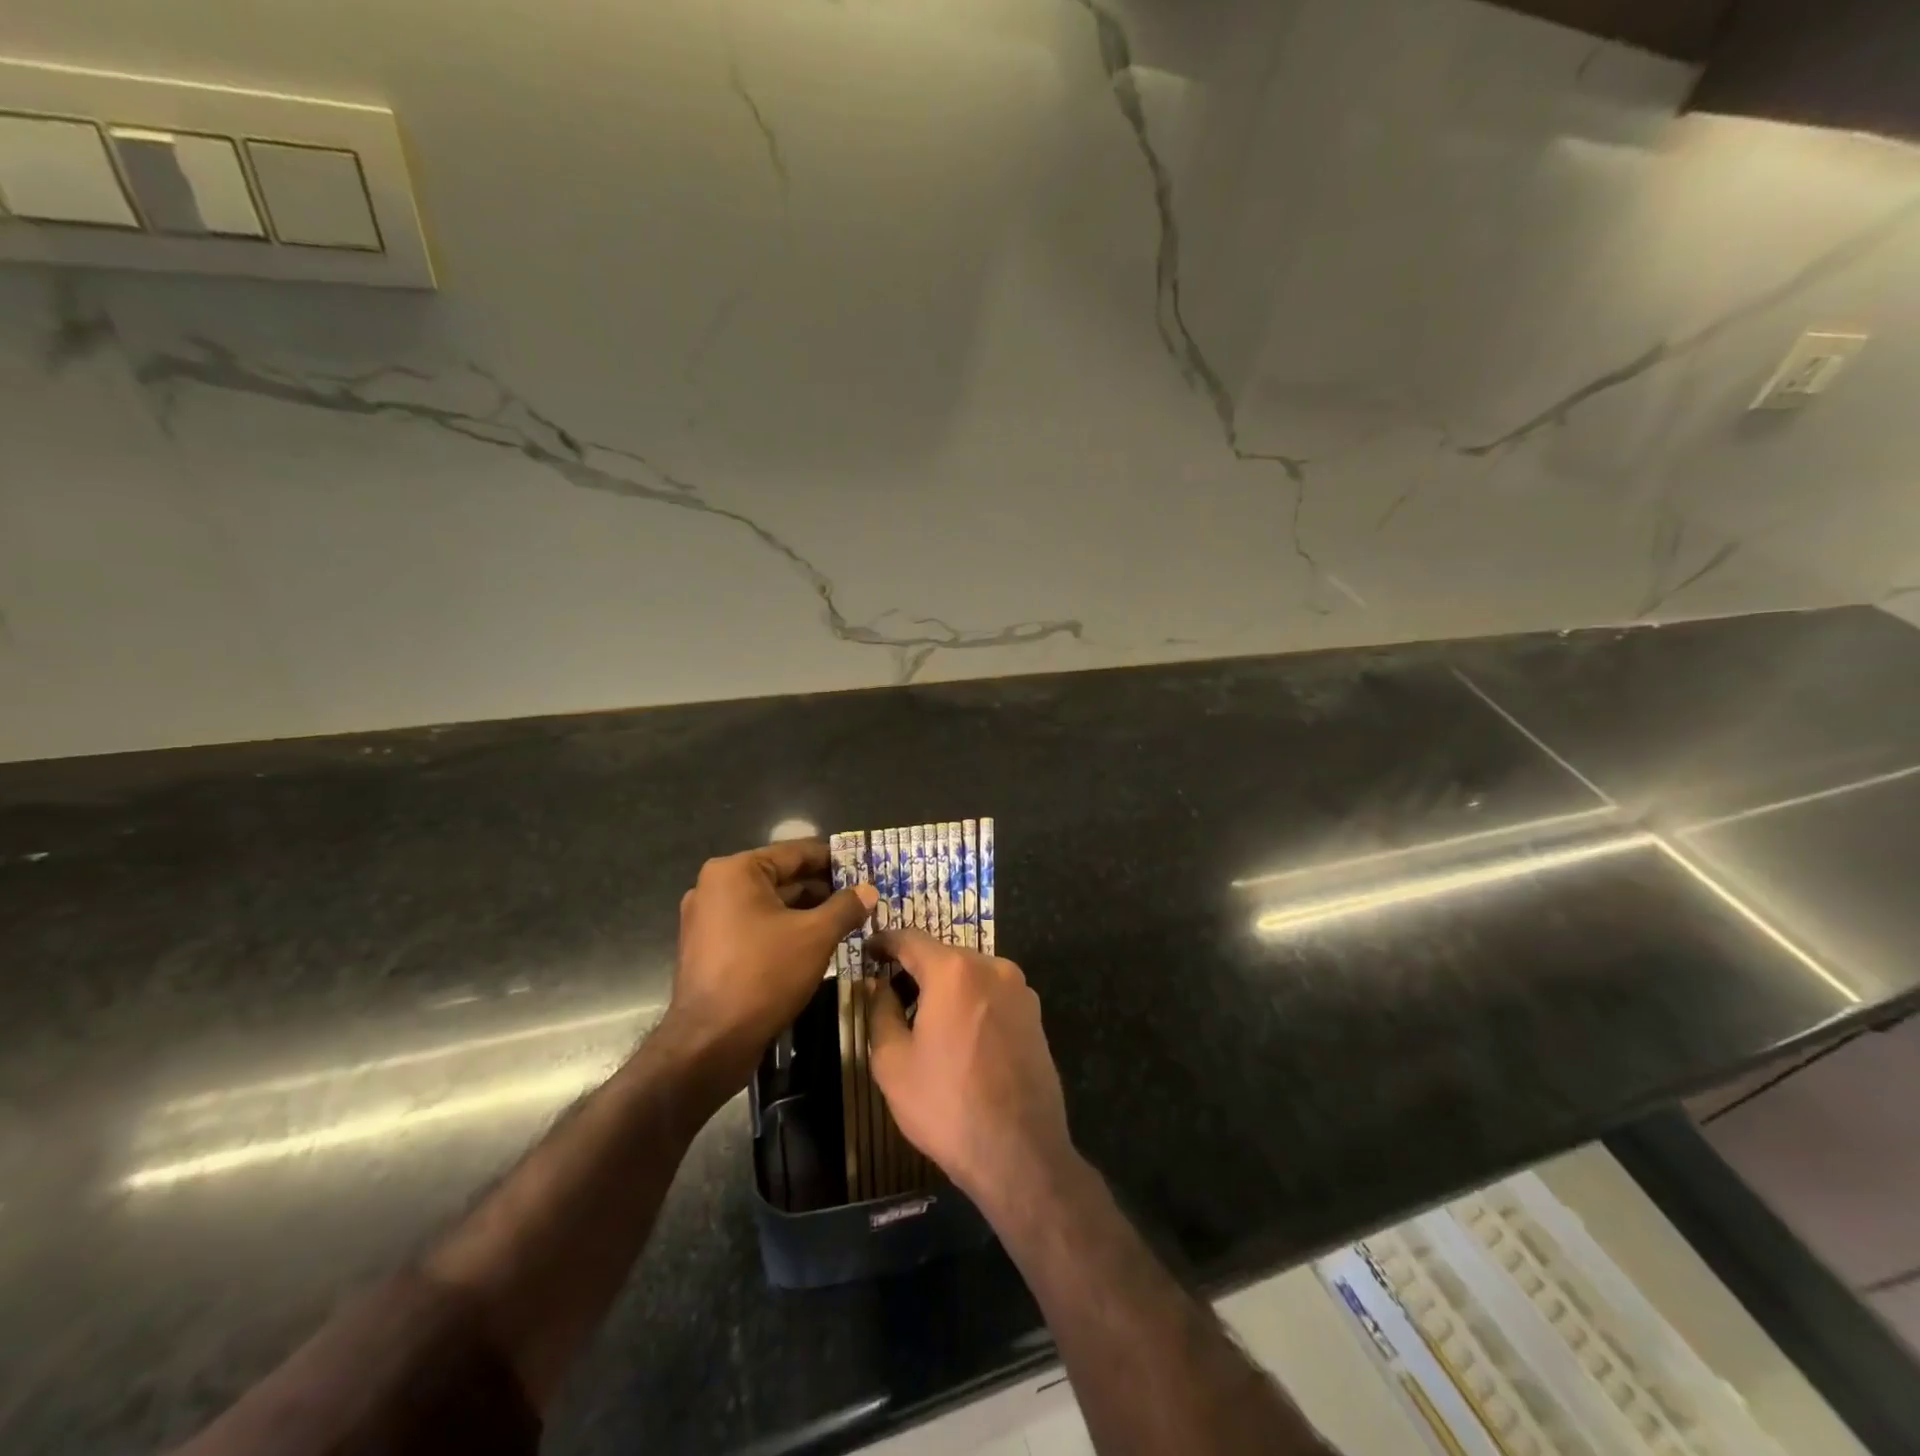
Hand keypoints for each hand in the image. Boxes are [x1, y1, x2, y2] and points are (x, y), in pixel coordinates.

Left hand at [666, 840, 877, 1091]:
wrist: (710, 1043)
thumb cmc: (763, 975)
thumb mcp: (815, 936)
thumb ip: (846, 907)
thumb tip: (869, 890)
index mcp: (735, 872)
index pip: (795, 853)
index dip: (834, 859)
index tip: (864, 866)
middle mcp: (715, 887)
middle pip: (781, 878)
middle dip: (822, 889)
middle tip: (861, 898)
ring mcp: (707, 920)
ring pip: (769, 905)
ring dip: (806, 912)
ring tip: (846, 920)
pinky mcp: (709, 949)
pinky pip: (754, 927)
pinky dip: (784, 930)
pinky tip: (815, 944)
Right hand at [866, 929, 1073, 1205]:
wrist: (1020, 1152)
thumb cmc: (947, 1104)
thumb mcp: (893, 1062)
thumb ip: (881, 1011)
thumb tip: (880, 986)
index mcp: (954, 970)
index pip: (910, 939)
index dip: (884, 942)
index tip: (867, 951)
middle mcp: (992, 967)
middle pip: (943, 955)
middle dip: (915, 969)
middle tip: (890, 995)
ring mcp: (1020, 990)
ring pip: (970, 974)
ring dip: (945, 987)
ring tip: (923, 1021)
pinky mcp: (1035, 1015)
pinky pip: (992, 995)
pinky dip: (970, 1003)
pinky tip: (959, 1037)